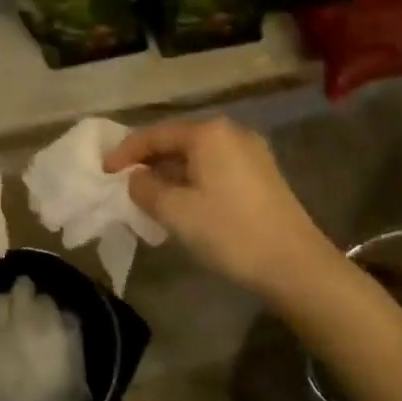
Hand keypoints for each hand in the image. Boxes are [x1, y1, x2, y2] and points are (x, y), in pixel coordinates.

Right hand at [105, 116, 335, 300]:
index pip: (155, 134)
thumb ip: (145, 189)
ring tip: (149, 195)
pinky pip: (215, 169)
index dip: (126, 152)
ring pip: (197, 157)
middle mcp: (231, 133)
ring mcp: (251, 153)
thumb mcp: (176, 212)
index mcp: (209, 133)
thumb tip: (136, 178)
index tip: (104, 171)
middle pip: (177, 141)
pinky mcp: (263, 176)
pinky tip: (183, 203)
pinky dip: (193, 180)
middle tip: (123, 182)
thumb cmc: (230, 232)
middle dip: (148, 161)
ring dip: (171, 173)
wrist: (297, 267)